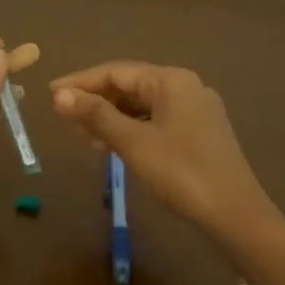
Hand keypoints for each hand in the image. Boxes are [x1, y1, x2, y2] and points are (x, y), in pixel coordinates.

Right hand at [50, 61, 278, 241]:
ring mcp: (196, 110)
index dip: (80, 82)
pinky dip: (131, 129)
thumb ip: (96, 116)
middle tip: (63, 118)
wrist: (234, 213)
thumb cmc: (181, 172)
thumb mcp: (133, 143)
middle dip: (95, 100)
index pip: (116, 71)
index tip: (50, 95)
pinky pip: (156, 121)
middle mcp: (186, 86)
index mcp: (171, 80)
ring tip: (82, 136)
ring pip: (143, 105)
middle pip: (130, 85)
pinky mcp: (200, 133)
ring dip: (111, 117)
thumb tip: (59, 96)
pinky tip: (113, 146)